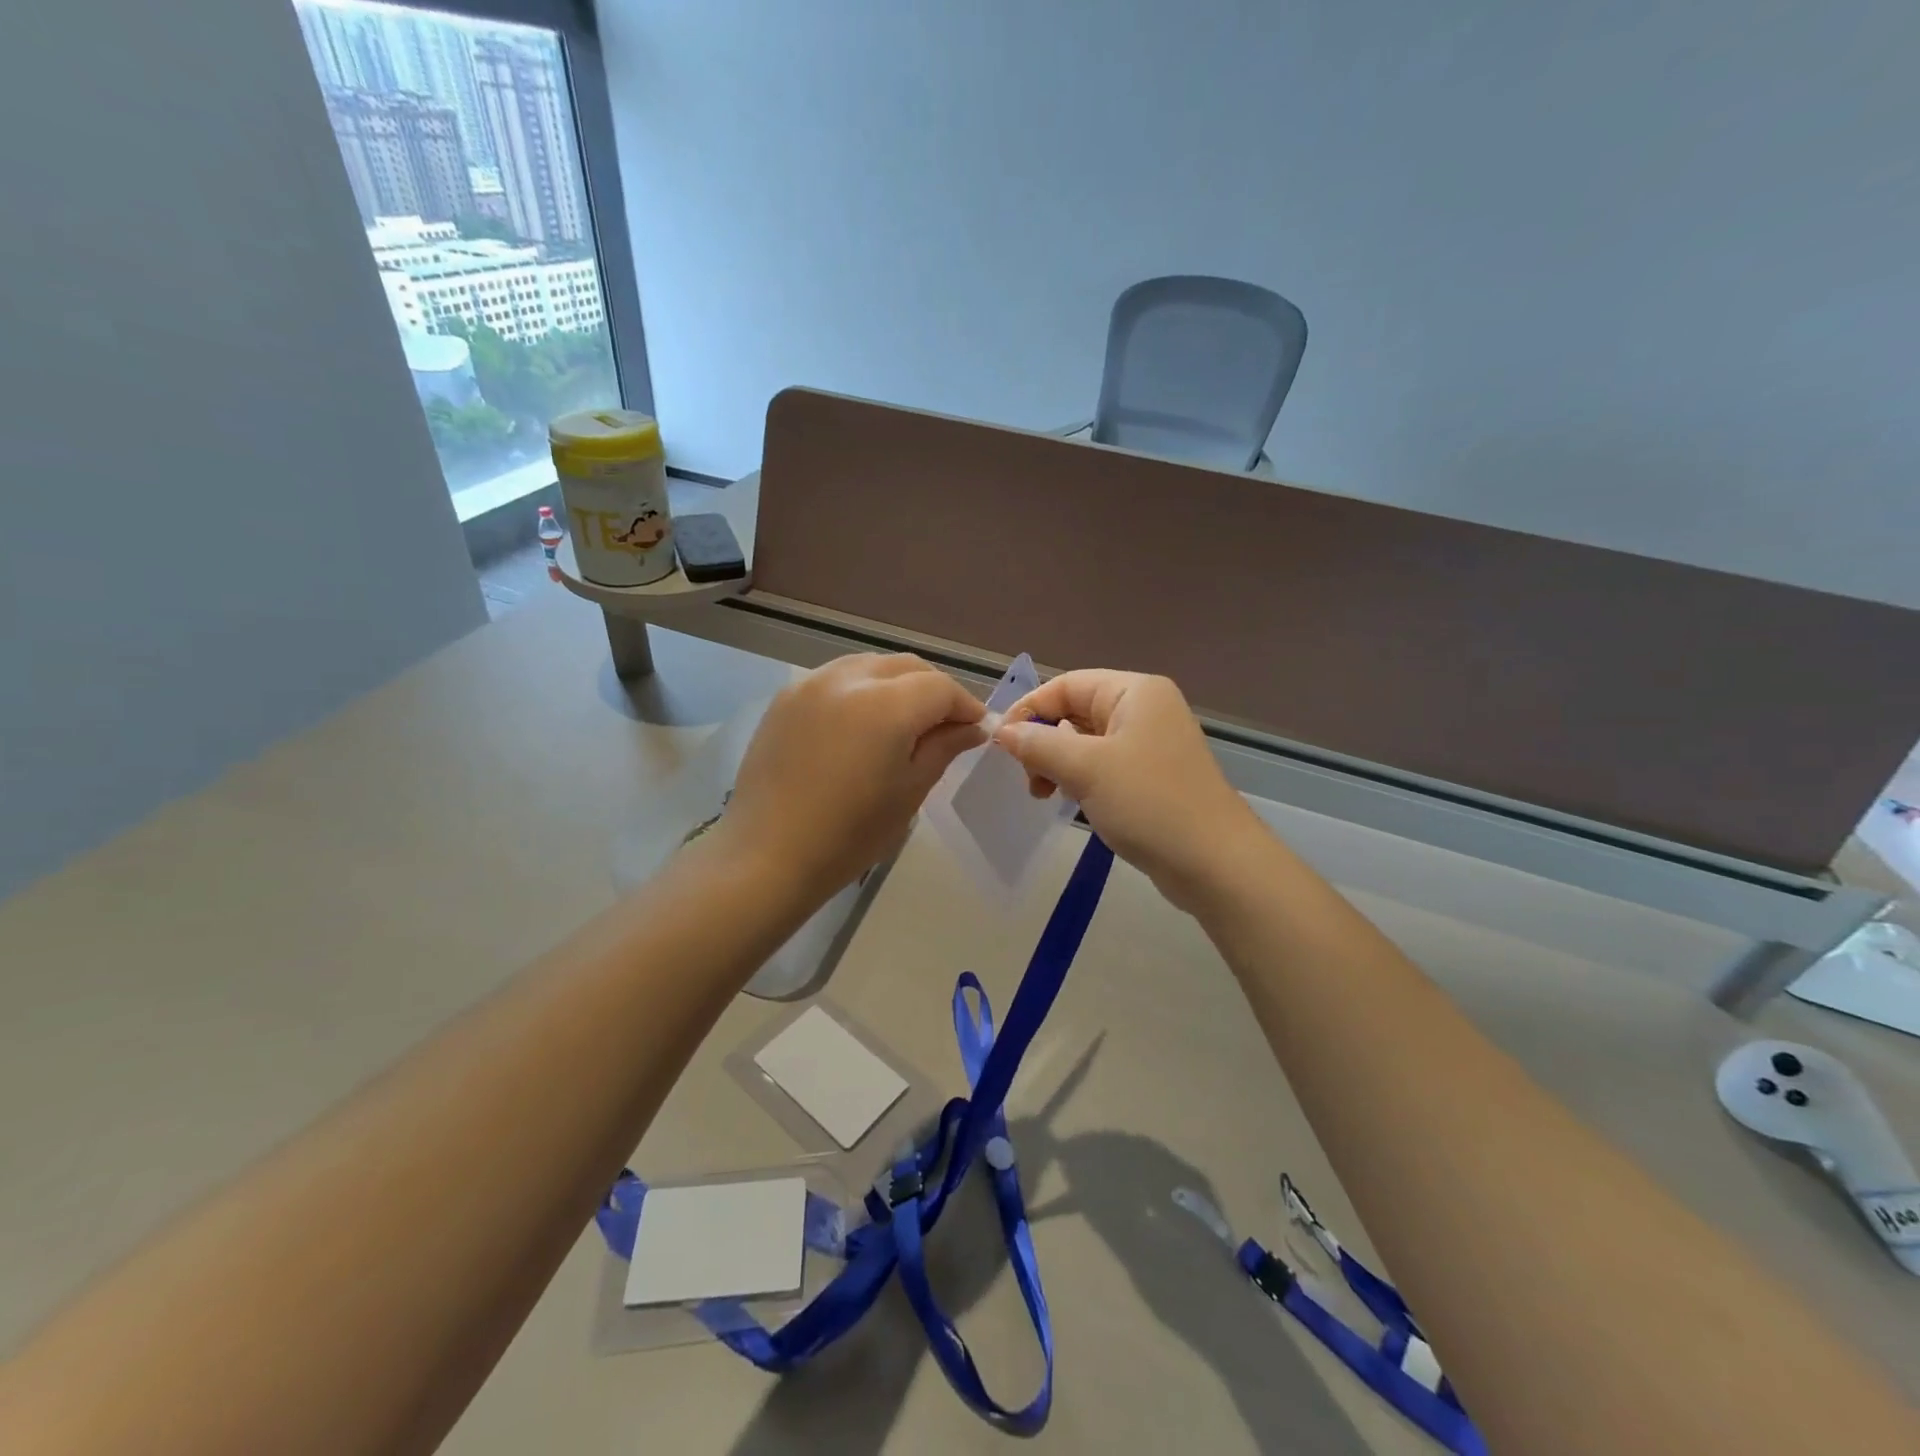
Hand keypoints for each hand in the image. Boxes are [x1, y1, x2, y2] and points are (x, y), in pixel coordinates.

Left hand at [718, 654, 985, 902]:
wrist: (768, 855)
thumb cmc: (849, 835)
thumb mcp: (909, 792)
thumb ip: (943, 748)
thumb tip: (972, 728)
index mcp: (886, 705)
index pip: (940, 687)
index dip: (965, 705)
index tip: (975, 729)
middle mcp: (849, 679)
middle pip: (907, 667)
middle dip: (933, 689)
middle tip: (944, 725)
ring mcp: (811, 683)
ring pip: (870, 666)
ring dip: (897, 684)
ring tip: (903, 721)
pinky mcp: (786, 697)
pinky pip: (837, 678)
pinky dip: (861, 690)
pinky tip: (860, 723)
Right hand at [995, 670, 1265, 910]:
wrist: (1214, 863)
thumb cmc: (1149, 803)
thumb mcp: (1086, 768)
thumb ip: (1039, 744)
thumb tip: (1003, 731)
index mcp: (1135, 692)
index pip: (1066, 685)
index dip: (1030, 709)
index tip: (1001, 744)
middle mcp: (1145, 710)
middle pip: (1076, 712)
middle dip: (1044, 741)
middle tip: (1028, 779)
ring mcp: (1151, 745)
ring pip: (1087, 743)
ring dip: (1058, 764)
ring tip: (1044, 794)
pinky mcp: (1152, 777)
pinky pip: (1103, 767)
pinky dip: (1080, 779)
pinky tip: (1070, 802)